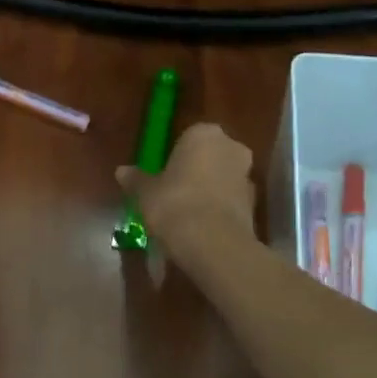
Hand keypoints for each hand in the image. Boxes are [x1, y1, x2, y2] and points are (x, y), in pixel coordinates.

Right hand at [116, 123, 256, 248]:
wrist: (213, 243)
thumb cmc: (174, 204)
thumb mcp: (146, 193)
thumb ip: (136, 179)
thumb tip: (121, 171)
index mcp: (204, 134)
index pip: (188, 137)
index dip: (175, 156)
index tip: (163, 174)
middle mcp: (231, 147)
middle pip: (210, 156)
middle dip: (196, 171)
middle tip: (174, 192)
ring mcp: (247, 175)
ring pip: (223, 178)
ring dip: (209, 190)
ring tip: (187, 213)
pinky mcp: (255, 204)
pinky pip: (230, 201)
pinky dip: (219, 209)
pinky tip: (202, 227)